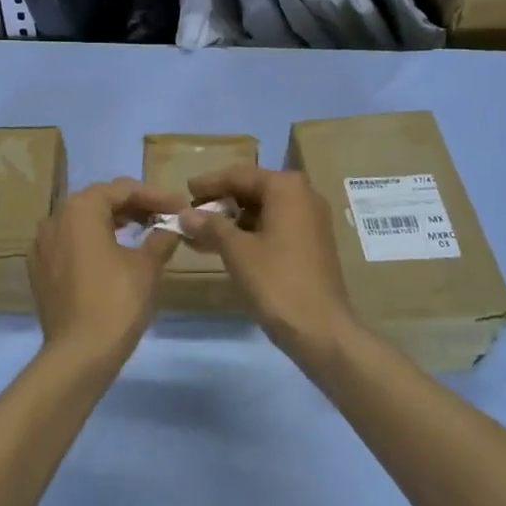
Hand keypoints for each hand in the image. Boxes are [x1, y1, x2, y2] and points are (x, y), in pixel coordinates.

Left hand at [30, 179, 184, 366]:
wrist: (78, 355)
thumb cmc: (115, 301)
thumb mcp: (146, 266)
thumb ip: (160, 239)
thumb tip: (171, 228)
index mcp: (80, 209)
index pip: (123, 189)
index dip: (155, 196)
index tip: (181, 207)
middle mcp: (55, 218)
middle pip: (100, 201)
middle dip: (134, 207)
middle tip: (164, 217)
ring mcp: (42, 245)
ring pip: (84, 223)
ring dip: (114, 224)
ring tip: (145, 233)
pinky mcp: (40, 270)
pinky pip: (71, 245)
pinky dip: (94, 243)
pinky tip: (115, 256)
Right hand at [179, 165, 357, 365]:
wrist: (321, 330)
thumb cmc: (276, 281)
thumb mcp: (236, 250)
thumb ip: (210, 225)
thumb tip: (184, 214)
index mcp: (286, 187)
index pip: (239, 175)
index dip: (209, 183)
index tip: (185, 190)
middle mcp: (303, 195)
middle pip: (253, 190)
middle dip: (220, 202)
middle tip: (191, 214)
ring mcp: (311, 220)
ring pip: (263, 210)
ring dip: (232, 220)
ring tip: (201, 234)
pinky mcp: (312, 243)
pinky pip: (274, 226)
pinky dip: (249, 233)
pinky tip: (225, 247)